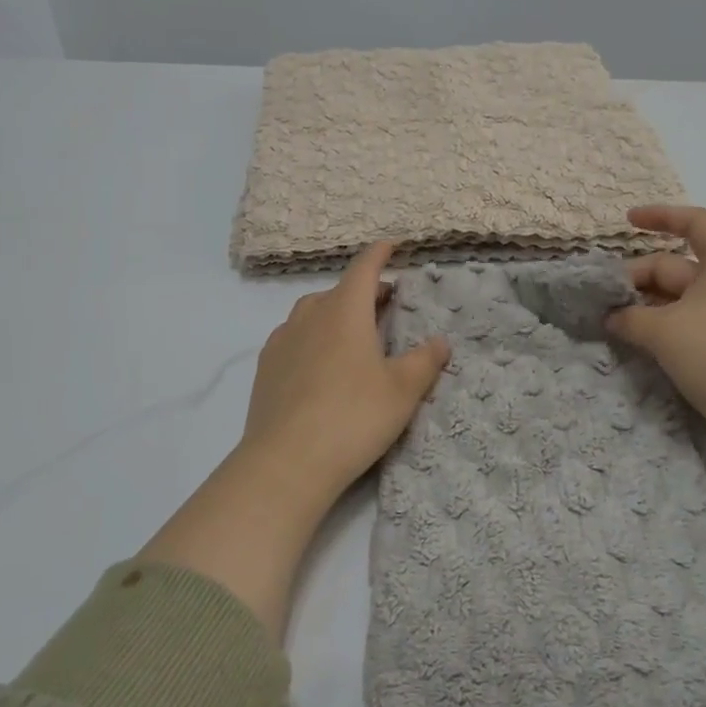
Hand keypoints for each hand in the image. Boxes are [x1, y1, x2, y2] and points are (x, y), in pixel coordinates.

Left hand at [239, 240, 450, 507]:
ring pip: (312, 314)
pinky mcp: (265, 369)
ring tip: (353, 333)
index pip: (363, 268)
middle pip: (338, 291)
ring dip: (335, 313)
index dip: (380, 254)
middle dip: (363, 291)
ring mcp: (282, 342)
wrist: (286, 462)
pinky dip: (313, 338)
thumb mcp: (402, 390)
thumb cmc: (353, 417)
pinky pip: (293, 339)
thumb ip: (424, 361)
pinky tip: (320, 363)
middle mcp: (309, 316)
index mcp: (345, 311)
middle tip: (386, 302)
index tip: (391, 245)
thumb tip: (440, 341)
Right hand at [605, 205, 705, 458]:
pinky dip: (658, 326)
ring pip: (677, 299)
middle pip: (676, 266)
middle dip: (637, 276)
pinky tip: (634, 341)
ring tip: (610, 320)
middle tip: (601, 298)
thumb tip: (611, 316)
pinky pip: (685, 324)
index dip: (662, 216)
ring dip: (644, 305)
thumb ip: (629, 317)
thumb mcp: (664, 331)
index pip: (696, 223)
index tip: (627, 222)